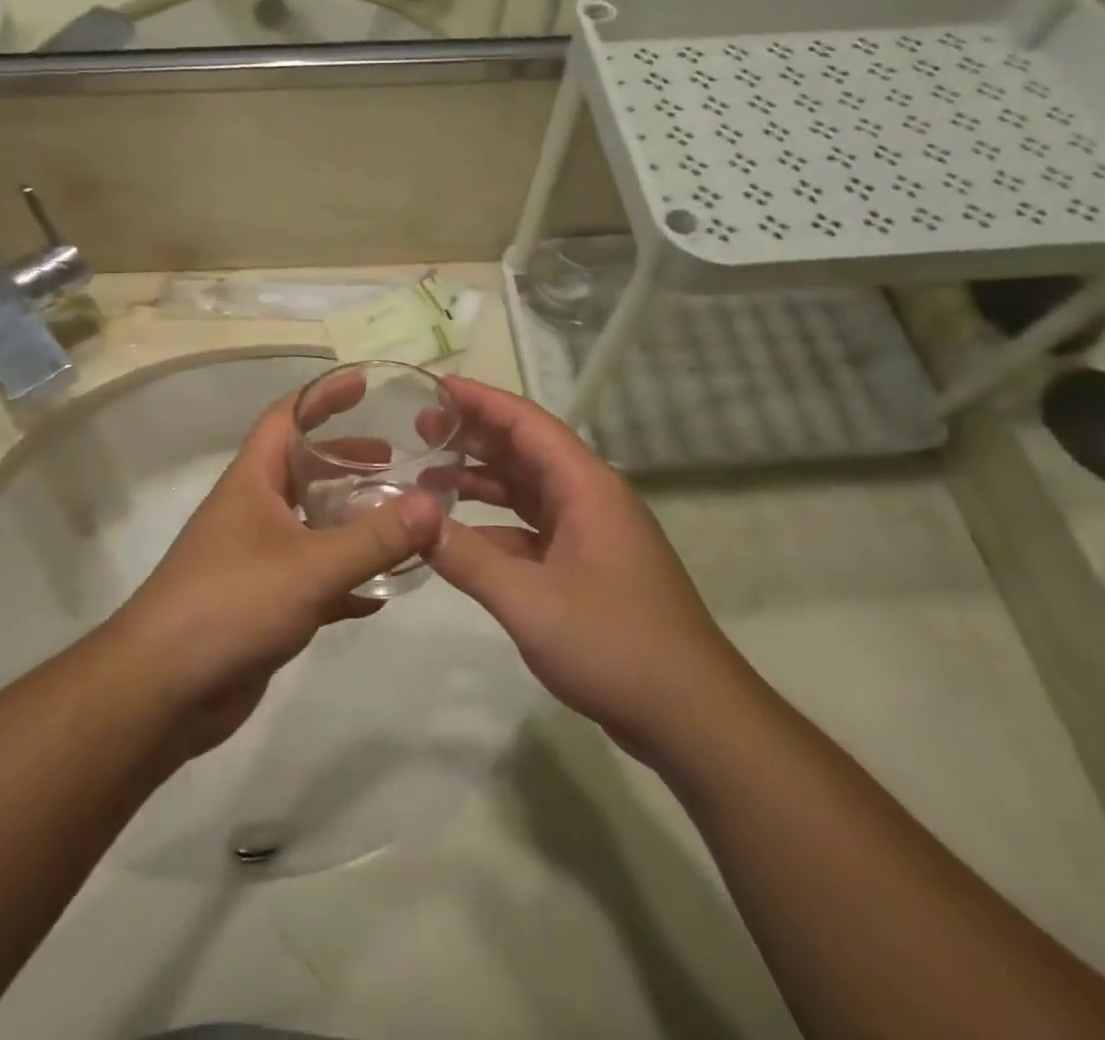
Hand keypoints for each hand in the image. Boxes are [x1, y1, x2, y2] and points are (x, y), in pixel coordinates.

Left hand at [103, 387, 443, 754]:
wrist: (163, 690)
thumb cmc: (231, 604)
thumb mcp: (311, 566)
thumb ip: (374, 538)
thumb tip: (433, 505)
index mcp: (252, 482)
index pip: (286, 418)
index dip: (322, 396)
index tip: (362, 383)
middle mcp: (252, 511)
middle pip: (303, 470)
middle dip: (346, 461)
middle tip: (394, 462)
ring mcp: (255, 558)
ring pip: (310, 525)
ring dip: (350, 520)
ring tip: (396, 520)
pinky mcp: (262, 603)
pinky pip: (312, 578)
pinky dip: (345, 578)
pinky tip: (380, 593)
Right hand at [425, 377, 748, 769]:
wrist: (692, 716)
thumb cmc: (615, 645)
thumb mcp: (530, 601)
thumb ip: (467, 558)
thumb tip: (412, 519)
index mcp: (586, 488)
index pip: (528, 424)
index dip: (482, 401)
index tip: (436, 388)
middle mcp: (590, 499)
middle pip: (526, 451)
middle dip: (475, 437)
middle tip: (421, 430)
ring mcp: (590, 535)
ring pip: (528, 491)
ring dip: (482, 481)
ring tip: (430, 476)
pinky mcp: (587, 568)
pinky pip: (532, 530)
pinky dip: (495, 526)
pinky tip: (460, 536)